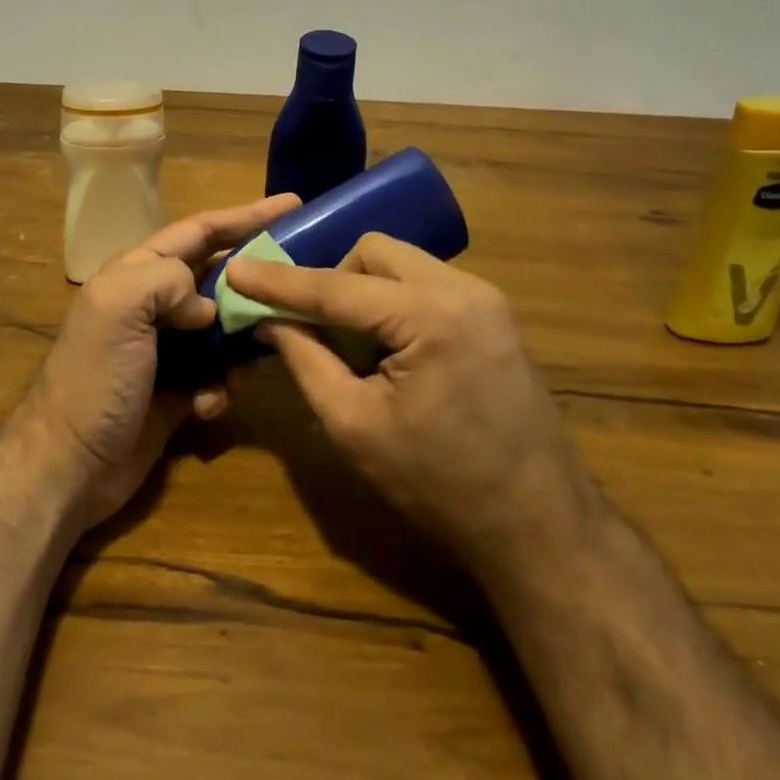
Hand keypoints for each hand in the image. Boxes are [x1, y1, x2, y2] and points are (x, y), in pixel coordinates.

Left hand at [27, 194, 299, 528]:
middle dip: (257, 281)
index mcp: (138, 272)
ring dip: (245, 342)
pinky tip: (210, 404)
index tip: (292, 205)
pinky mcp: (180, 390)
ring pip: (227, 328)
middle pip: (221, 277)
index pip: (200, 231)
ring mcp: (169, 348)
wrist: (70, 465)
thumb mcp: (119, 306)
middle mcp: (156, 304)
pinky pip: (220, 374)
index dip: (245, 216)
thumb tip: (209, 307)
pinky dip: (224, 386)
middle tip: (300, 284)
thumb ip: (168, 279)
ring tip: (257, 355)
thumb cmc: (95, 376)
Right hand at [224, 233, 597, 569]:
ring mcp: (486, 299)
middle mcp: (463, 289)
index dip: (280, 281)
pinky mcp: (493, 316)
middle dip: (333, 280)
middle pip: (374, 252)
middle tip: (314, 328)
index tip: (237, 271)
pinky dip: (393, 303)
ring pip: (401, 264)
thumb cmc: (440, 486)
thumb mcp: (354, 426)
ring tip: (354, 347)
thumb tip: (269, 319)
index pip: (337, 286)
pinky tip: (389, 351)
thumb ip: (305, 360)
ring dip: (364, 292)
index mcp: (430, 315)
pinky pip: (425, 285)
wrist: (542, 527)